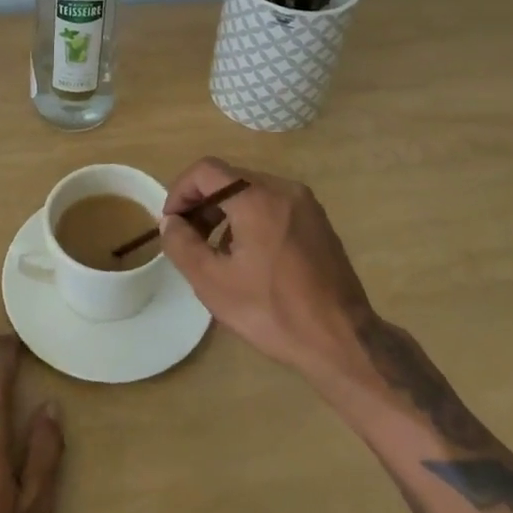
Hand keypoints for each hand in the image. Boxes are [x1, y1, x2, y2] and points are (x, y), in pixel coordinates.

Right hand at [158, 158, 372, 375]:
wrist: (342, 340)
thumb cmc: (273, 311)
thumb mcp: (214, 283)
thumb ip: (182, 245)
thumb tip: (171, 223)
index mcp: (257, 198)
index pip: (206, 171)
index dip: (180, 192)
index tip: (172, 224)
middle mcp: (283, 189)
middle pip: (229, 178)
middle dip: (202, 203)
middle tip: (189, 239)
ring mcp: (305, 203)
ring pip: (251, 191)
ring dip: (225, 212)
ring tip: (215, 251)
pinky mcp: (317, 221)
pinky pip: (273, 205)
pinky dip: (251, 218)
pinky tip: (248, 257)